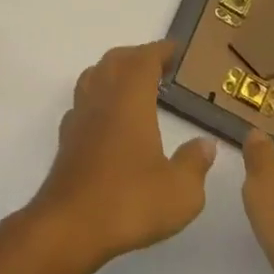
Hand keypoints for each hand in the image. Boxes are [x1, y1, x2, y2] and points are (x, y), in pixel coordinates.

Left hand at [28, 39, 216, 269]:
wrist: (71, 223)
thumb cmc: (130, 202)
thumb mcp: (181, 191)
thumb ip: (195, 163)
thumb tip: (205, 144)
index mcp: (130, 100)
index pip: (143, 60)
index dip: (160, 51)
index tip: (176, 49)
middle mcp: (101, 98)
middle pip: (115, 60)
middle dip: (137, 56)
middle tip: (159, 64)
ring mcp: (80, 115)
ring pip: (94, 76)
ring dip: (113, 70)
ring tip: (133, 83)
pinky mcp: (67, 137)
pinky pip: (82, 101)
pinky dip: (97, 96)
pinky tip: (107, 116)